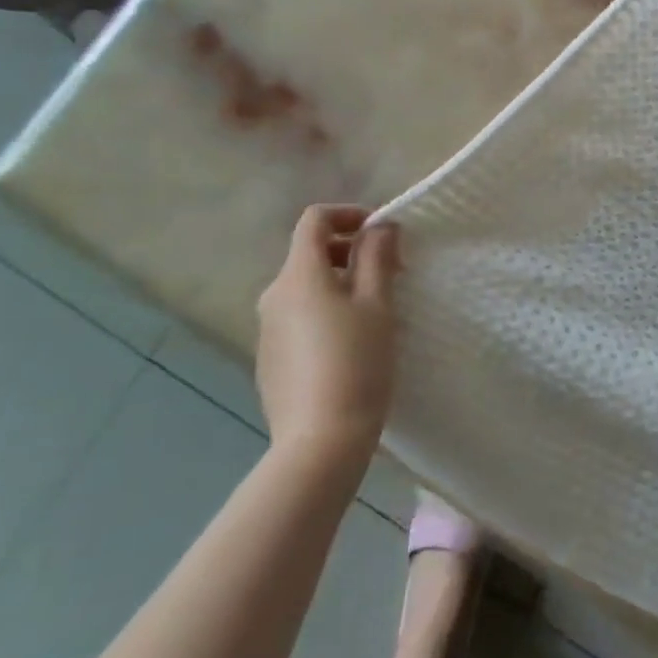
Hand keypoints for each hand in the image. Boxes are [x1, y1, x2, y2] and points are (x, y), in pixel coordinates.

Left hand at [256, 205, 401, 460]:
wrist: (319, 443)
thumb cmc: (356, 364)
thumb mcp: (377, 305)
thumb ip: (377, 257)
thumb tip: (379, 227)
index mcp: (298, 276)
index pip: (314, 220)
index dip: (348, 214)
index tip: (382, 233)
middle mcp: (273, 296)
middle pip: (309, 254)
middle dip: (350, 252)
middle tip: (390, 273)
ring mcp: (267, 330)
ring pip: (306, 288)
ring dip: (340, 283)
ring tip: (376, 310)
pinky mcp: (269, 360)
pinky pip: (299, 318)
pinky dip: (325, 312)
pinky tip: (351, 344)